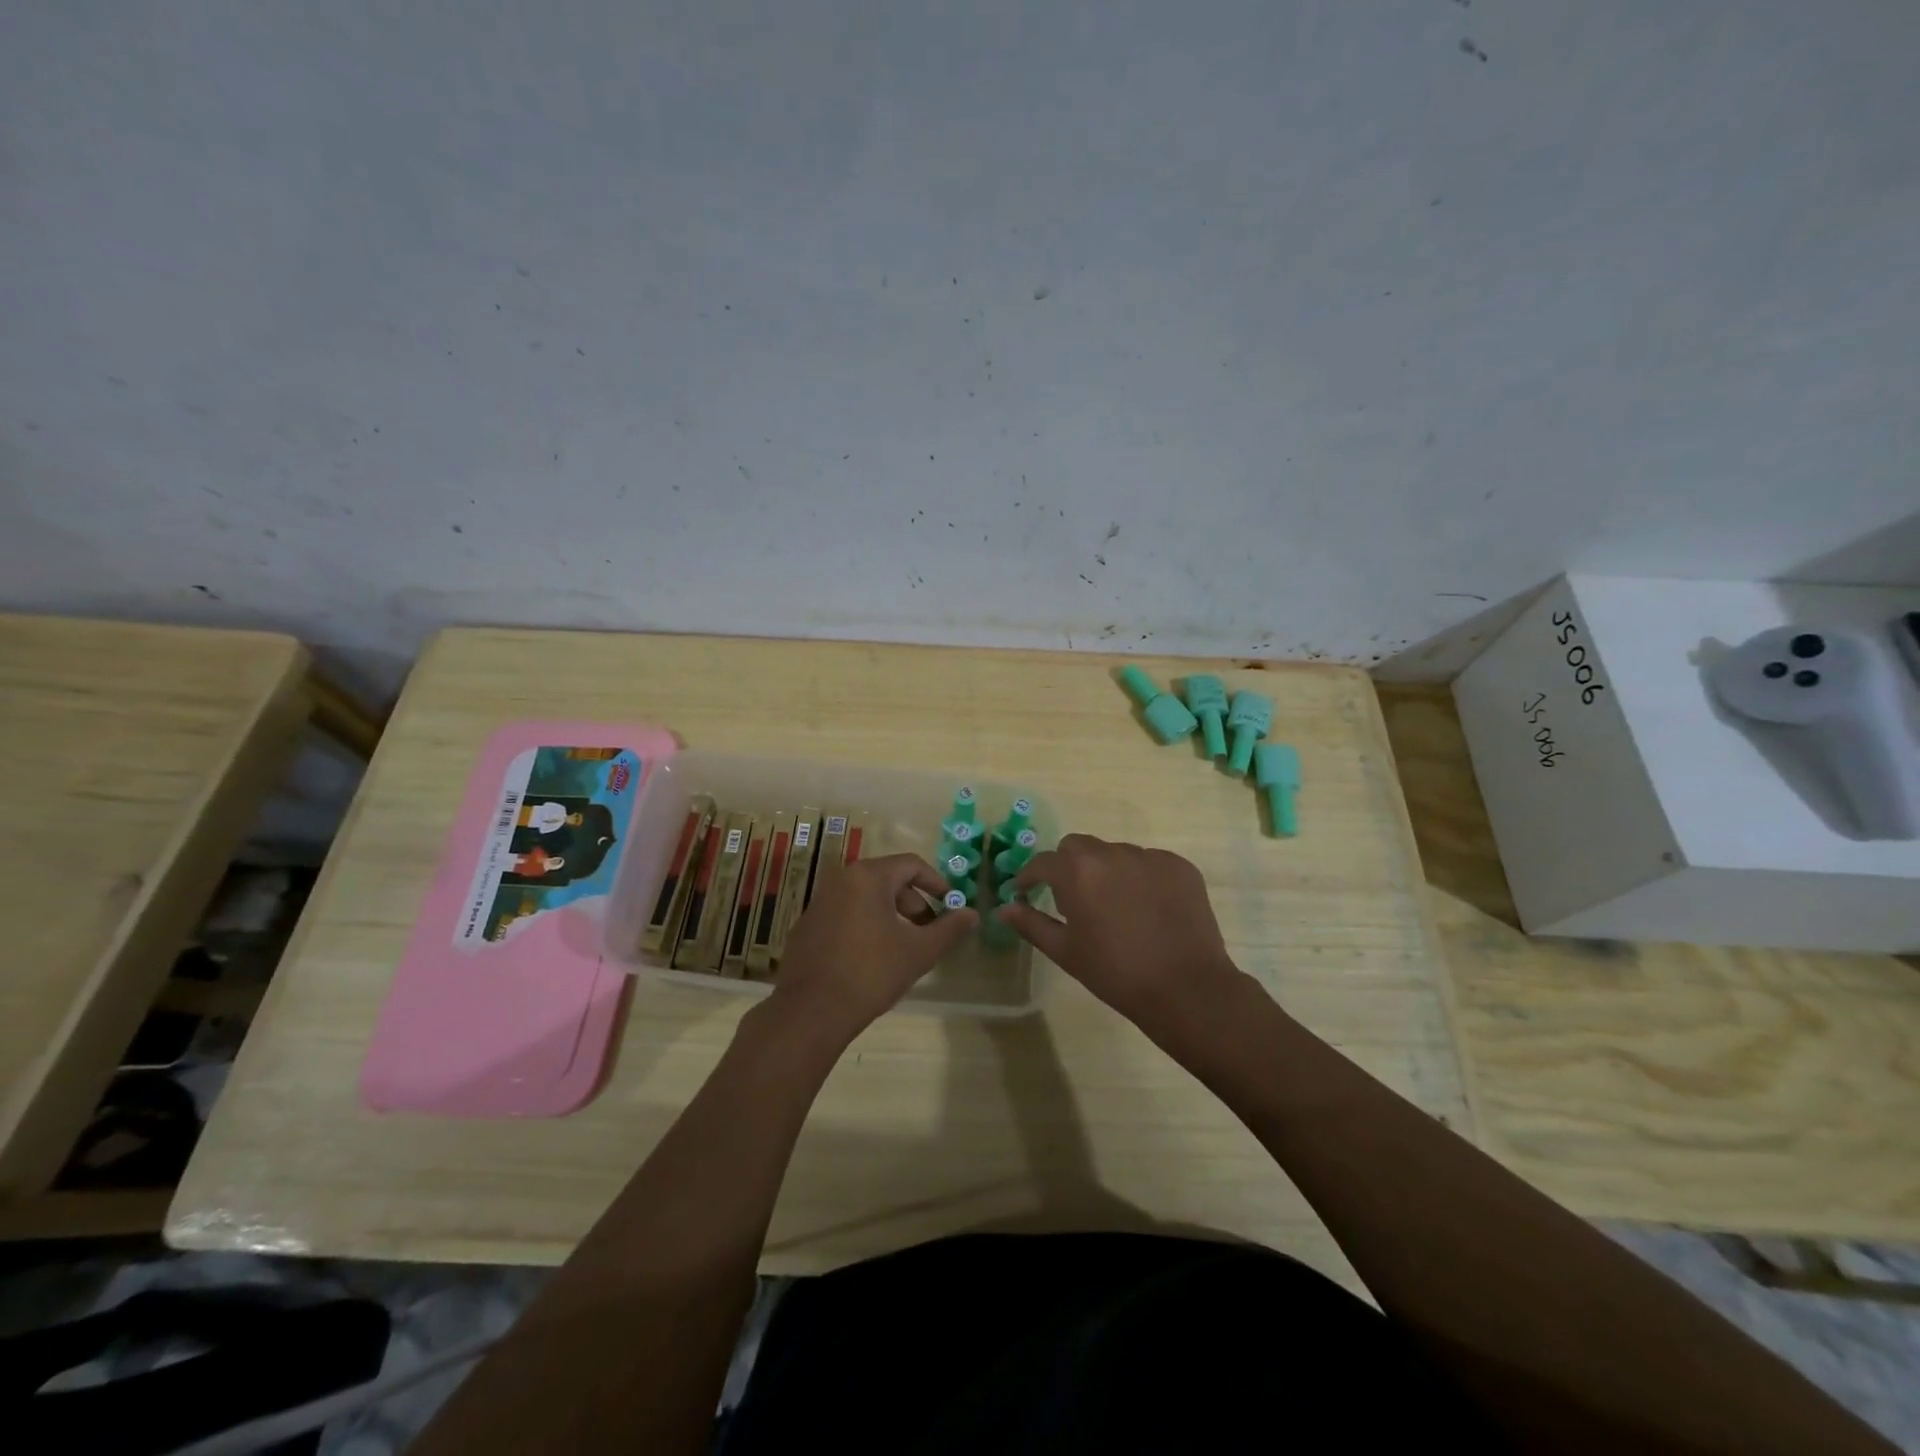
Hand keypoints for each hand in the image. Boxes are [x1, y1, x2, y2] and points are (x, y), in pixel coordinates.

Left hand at [770, 854, 977, 1041]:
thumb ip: (949, 929)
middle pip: (888, 878)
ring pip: (865, 896)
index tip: (950, 904)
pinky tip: (872, 957)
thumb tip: (972, 914)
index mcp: (868, 876)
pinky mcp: (807, 925)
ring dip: (891, 914)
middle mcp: (841, 879)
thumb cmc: (870, 973)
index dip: (936, 882)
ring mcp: (819, 901)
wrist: (810, 1012)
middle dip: (914, 902)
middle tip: (929, 930)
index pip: (911, 864)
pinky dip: (866, 924)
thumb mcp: (919, 952)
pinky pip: (846, 913)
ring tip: (904, 945)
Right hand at [996, 834, 1242, 1031]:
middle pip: (1078, 847)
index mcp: (1078, 872)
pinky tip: (1148, 909)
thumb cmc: (1116, 973)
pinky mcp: (1179, 866)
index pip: (1043, 862)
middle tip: (1072, 899)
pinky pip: (1149, 863)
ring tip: (1115, 907)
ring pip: (1115, 853)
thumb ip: (1031, 924)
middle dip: (1068, 867)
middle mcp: (1112, 853)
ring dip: (1106, 871)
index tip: (1025, 891)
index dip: (1030, 877)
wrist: (1185, 988)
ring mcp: (1149, 856)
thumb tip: (1004, 909)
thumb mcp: (1066, 952)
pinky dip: (1141, 878)